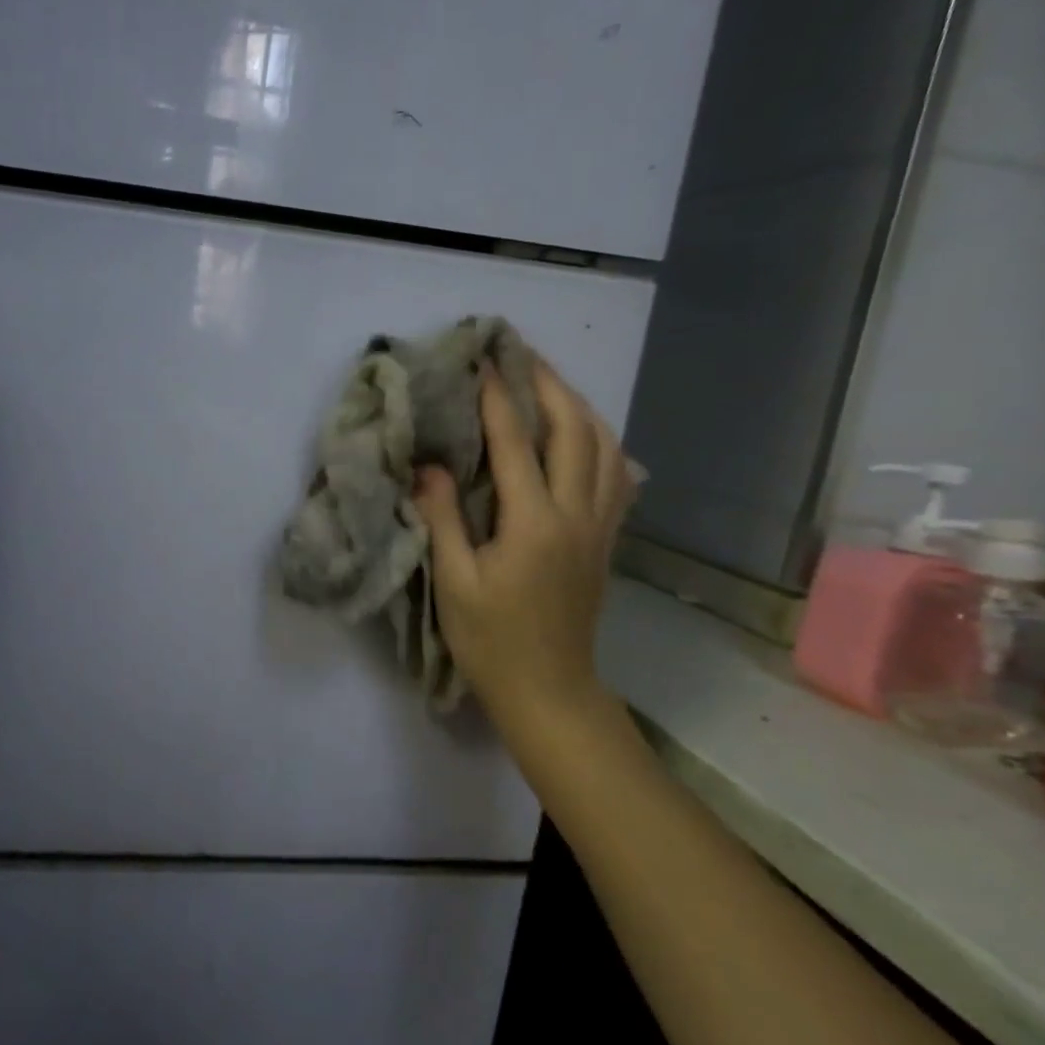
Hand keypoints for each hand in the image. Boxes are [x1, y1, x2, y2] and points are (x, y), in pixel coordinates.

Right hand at [414, 362, 635, 748]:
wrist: (548, 689)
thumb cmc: (491, 640)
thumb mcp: (454, 582)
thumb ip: (442, 518)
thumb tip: (428, 465)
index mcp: (534, 523)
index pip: (516, 443)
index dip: (498, 398)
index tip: (483, 361)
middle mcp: (576, 514)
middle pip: (575, 431)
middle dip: (549, 385)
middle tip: (522, 355)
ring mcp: (599, 527)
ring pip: (605, 448)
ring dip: (580, 407)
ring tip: (551, 385)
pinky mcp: (605, 540)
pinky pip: (616, 475)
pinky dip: (600, 442)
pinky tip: (583, 436)